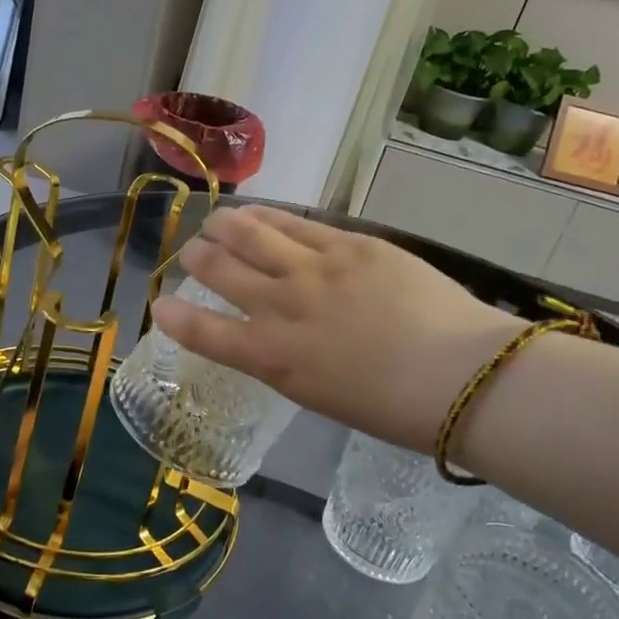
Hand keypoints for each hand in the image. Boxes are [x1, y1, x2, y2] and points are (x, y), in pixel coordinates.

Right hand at [152, 206, 524, 454]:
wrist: (458, 375)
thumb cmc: (392, 407)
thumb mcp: (321, 394)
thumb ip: (288, 359)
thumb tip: (277, 335)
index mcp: (272, 358)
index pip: (204, 333)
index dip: (175, 318)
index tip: (161, 306)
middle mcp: (279, 307)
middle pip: (219, 270)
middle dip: (197, 259)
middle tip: (192, 253)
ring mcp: (311, 269)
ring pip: (248, 234)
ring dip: (223, 226)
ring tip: (216, 222)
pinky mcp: (346, 243)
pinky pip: (293, 222)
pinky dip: (266, 216)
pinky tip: (257, 211)